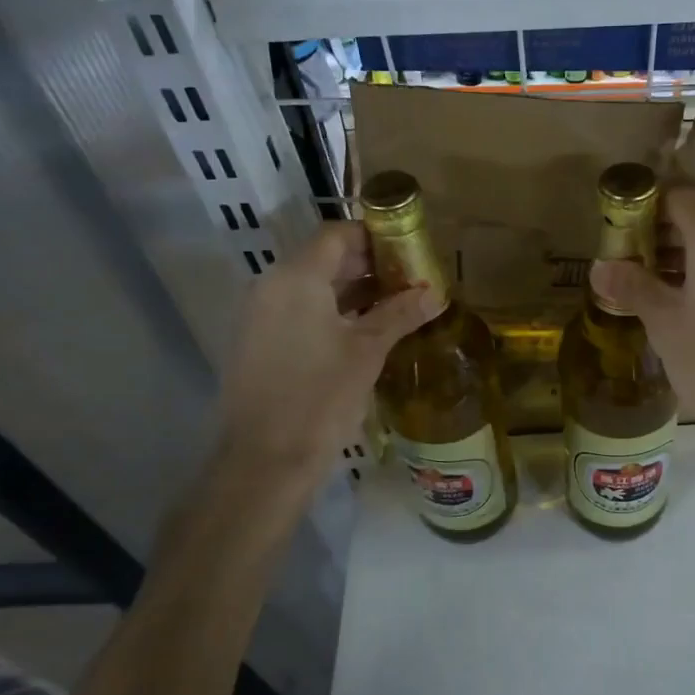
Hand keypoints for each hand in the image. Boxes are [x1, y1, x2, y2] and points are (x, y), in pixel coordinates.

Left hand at [215, 222, 440, 480]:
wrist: (266, 460)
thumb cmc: (321, 396)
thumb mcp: (368, 351)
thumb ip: (400, 314)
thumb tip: (435, 293)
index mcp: (296, 278)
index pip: (336, 234)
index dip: (374, 236)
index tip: (409, 250)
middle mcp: (272, 286)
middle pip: (324, 258)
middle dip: (368, 265)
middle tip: (409, 279)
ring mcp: (261, 315)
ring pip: (312, 286)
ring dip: (352, 290)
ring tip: (396, 304)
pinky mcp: (259, 342)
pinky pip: (300, 311)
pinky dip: (332, 311)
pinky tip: (365, 331)